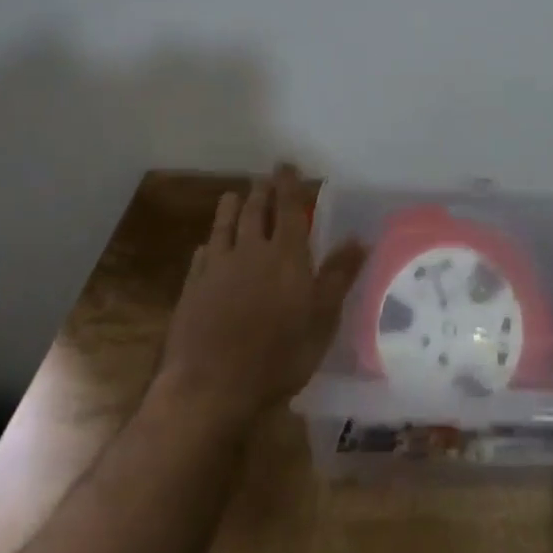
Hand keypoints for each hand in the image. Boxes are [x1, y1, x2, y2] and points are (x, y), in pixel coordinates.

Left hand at [152, 165, 365, 424]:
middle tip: (263, 179)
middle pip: (255, 211)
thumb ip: (339, 275)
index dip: (288, 184)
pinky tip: (205, 247)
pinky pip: (201, 257)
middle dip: (260, 192)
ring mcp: (217, 268)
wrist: (211, 387)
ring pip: (224, 226)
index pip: (288, 207)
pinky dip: (207, 246)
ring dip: (230, 208)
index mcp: (286, 253)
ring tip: (233, 195)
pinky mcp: (192, 290)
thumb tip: (359, 238)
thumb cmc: (278, 355)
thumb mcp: (322, 319)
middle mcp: (251, 250)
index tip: (286, 165)